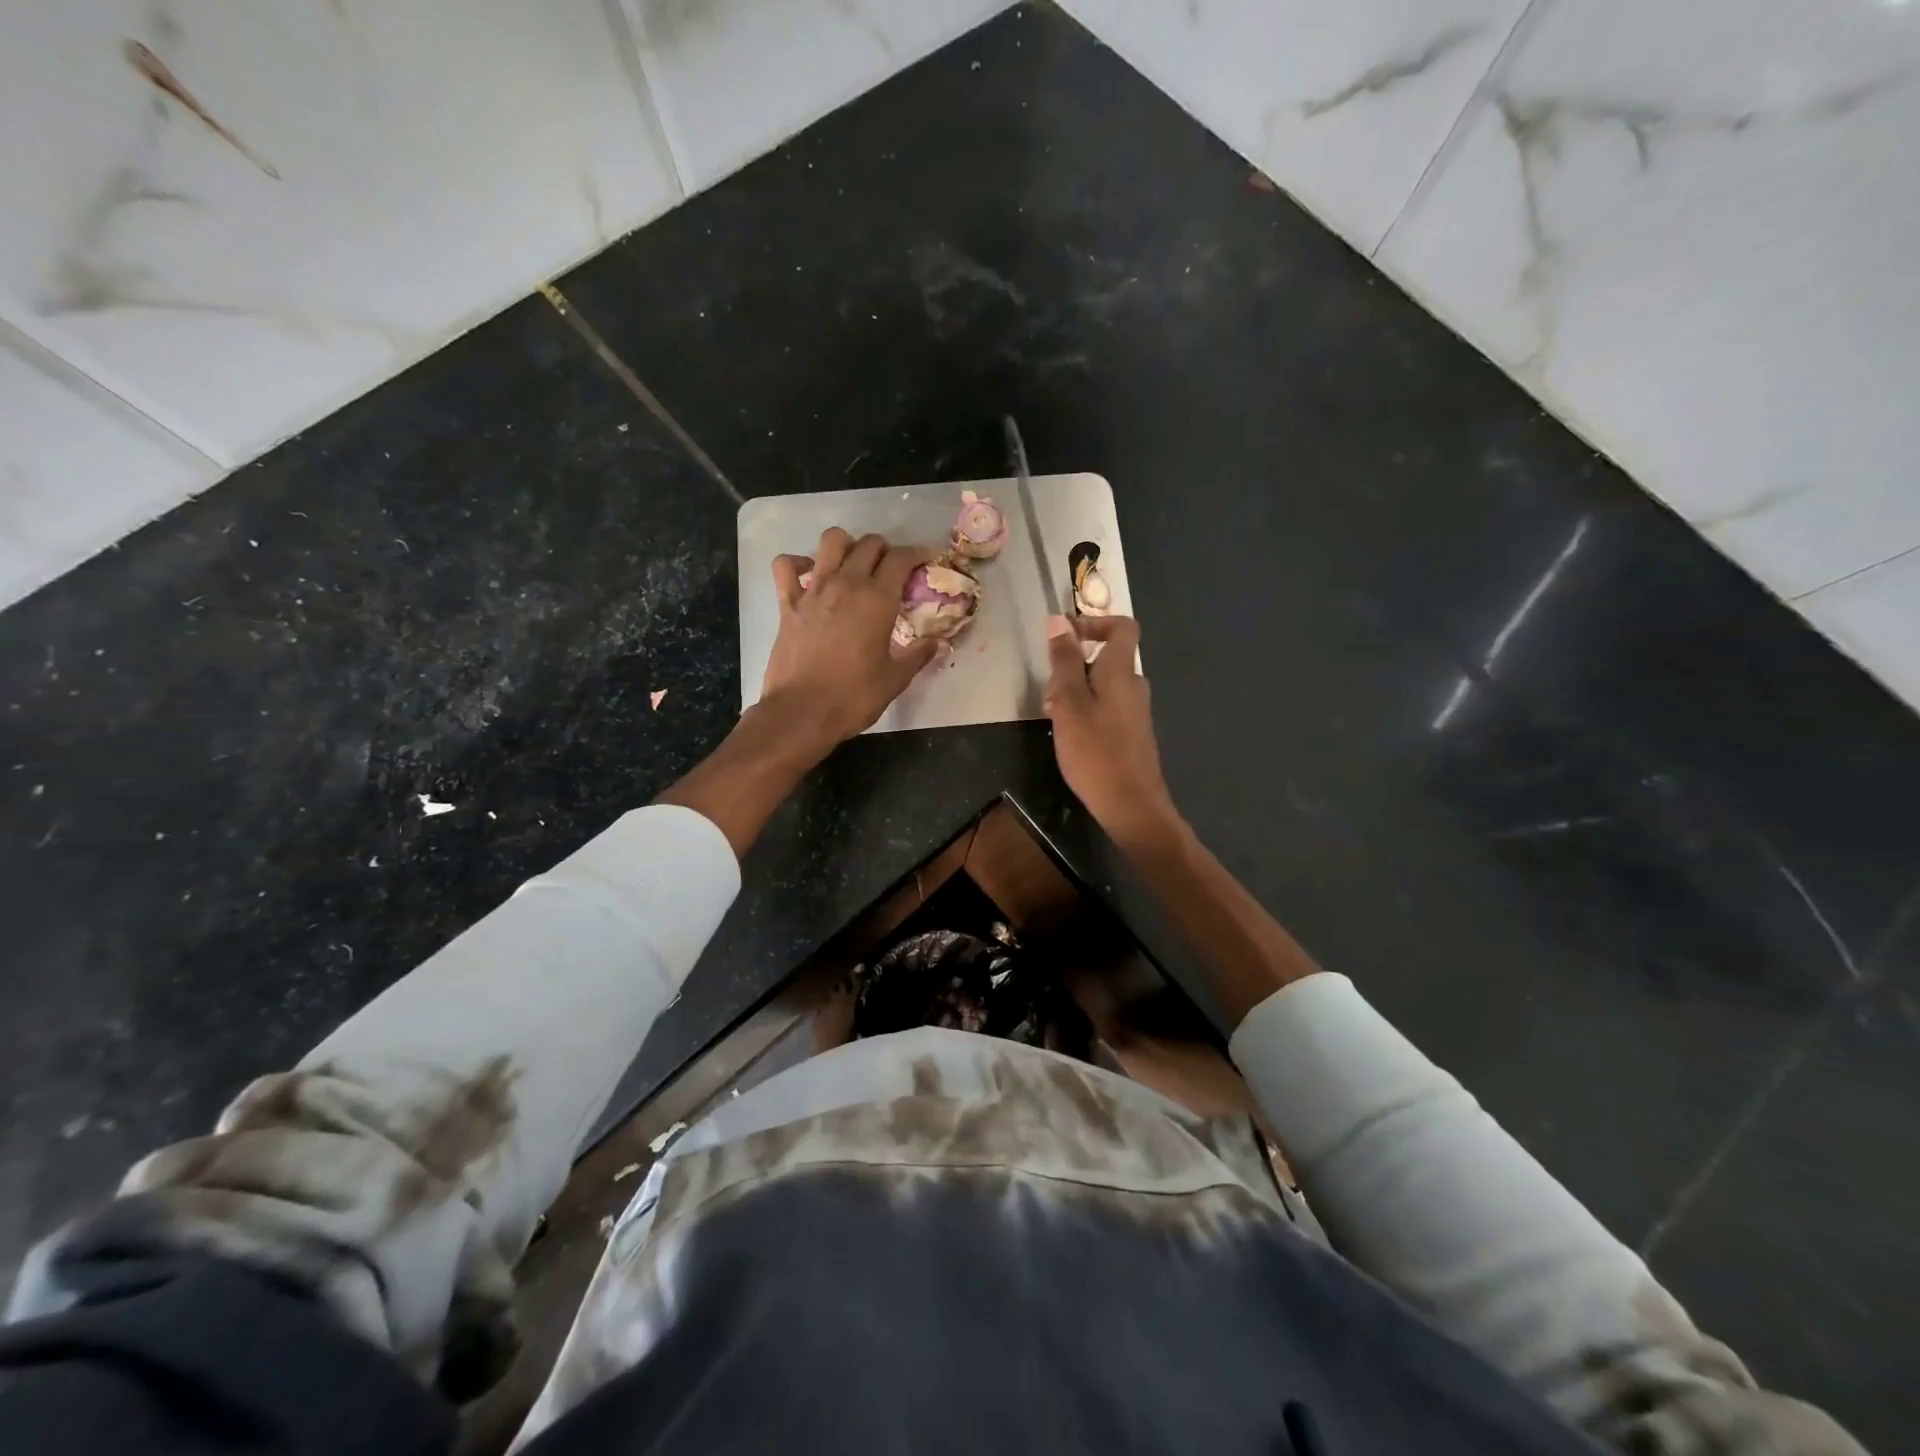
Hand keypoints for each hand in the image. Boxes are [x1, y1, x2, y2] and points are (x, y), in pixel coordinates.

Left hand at [763, 528, 939, 747]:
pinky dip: (797, 563)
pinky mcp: (787, 603)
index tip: (926, 558)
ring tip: (853, 563)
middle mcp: (846, 584)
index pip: (901, 559)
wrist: (802, 712)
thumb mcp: (895, 679)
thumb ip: (918, 655)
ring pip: (831, 541)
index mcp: (877, 600)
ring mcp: (813, 590)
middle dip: (886, 549)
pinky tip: (808, 574)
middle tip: (893, 568)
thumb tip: (938, 643)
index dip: (917, 553)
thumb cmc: (854, 697)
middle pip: (869, 544)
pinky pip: (786, 566)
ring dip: (847, 545)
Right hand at [1043, 614, 1178, 845]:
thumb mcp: (1069, 703)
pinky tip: (1068, 734)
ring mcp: (1136, 711)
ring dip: (1076, 690)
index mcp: (1121, 672)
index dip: (1094, 623)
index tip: (1065, 636)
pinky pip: (1108, 706)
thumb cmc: (1096, 752)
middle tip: (1048, 687)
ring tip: (1052, 714)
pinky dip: (1086, 709)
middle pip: (1107, 658)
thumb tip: (1058, 620)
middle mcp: (1134, 686)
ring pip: (1103, 685)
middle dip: (1074, 664)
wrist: (1132, 806)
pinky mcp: (1132, 734)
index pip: (1122, 627)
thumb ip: (1064, 662)